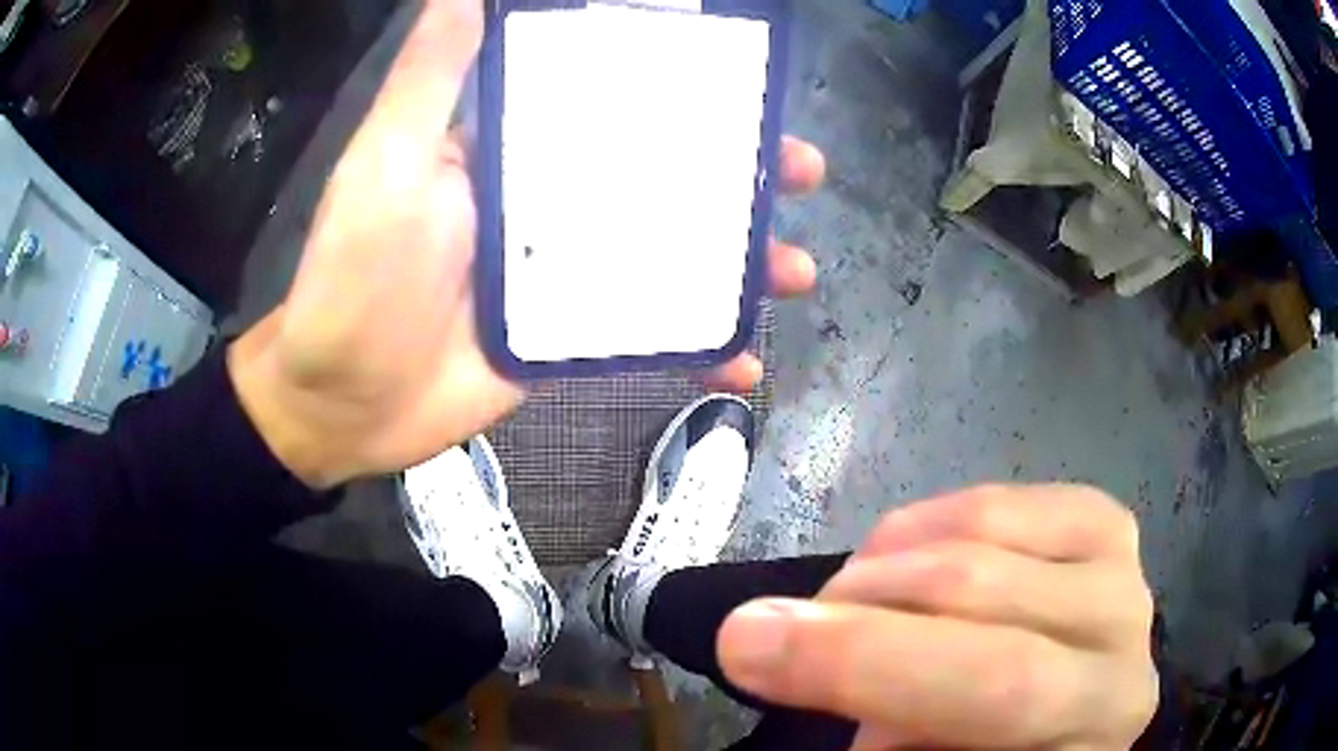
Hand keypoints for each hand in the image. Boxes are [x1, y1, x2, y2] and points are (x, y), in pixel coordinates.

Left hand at [227, 0, 824, 488]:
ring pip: (669, 254)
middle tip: (798, 173)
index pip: (611, 101)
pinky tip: (742, 361)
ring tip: (794, 268)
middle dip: (736, 173)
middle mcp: (545, 202)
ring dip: (737, 260)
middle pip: (660, 176)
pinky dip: (696, 348)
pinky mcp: (566, 339)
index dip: (681, 90)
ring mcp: (562, 275)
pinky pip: (646, 335)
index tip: (745, 85)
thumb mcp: (387, 159)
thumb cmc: (353, 275)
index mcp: (513, 149)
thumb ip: (431, 74)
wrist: (342, 402)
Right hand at [717, 486, 1157, 749]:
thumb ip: (886, 736)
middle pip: (984, 599)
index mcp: (1085, 735)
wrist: (1067, 721)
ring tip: (841, 607)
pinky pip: (997, 501)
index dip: (864, 663)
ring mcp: (1122, 571)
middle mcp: (1122, 644)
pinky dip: (924, 527)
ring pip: (982, 536)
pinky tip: (893, 560)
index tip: (744, 647)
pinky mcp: (1104, 524)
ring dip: (882, 573)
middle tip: (755, 626)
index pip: (991, 687)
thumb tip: (815, 666)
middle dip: (850, 612)